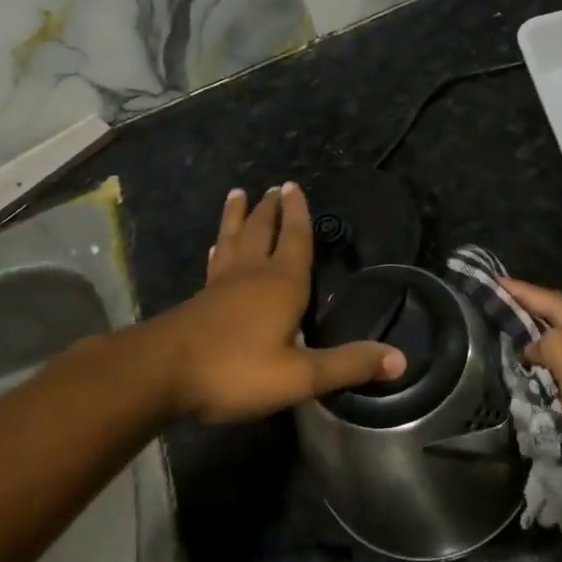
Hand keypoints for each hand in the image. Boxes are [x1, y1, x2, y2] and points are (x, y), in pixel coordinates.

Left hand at [147, 184, 405, 423]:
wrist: (161, 374)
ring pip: (234, 239)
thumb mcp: (300, 375)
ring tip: (239, 194)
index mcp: (282, 284)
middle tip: (274, 187)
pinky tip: (216, 246)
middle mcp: (252, 274)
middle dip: (272, 209)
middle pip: (263, 231)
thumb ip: (347, 365)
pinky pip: (215, 262)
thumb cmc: (236, 370)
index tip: (294, 186)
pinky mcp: (200, 298)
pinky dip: (219, 248)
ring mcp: (221, 283)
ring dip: (239, 217)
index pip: (296, 239)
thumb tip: (400, 359)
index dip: (299, 214)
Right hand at [501, 278, 561, 523]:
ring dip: (552, 318)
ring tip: (524, 322)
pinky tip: (548, 356)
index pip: (559, 304)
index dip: (526, 292)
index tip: (495, 282)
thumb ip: (558, 348)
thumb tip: (537, 340)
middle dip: (540, 300)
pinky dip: (561, 341)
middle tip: (508, 299)